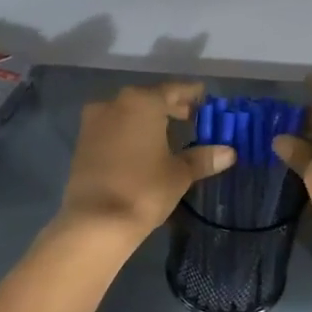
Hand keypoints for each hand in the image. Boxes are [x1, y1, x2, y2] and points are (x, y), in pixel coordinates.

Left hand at [57, 81, 233, 244]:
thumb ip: (203, 158)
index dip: (191, 94)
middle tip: (191, 117)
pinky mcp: (83, 143)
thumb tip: (229, 152)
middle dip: (170, 107)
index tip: (205, 98)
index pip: (173, 90)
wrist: (95, 221)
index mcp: (142, 102)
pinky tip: (143, 148)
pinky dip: (130, 132)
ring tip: (169, 135)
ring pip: (128, 113)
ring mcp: (93, 123)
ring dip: (148, 120)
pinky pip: (113, 128)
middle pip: (149, 99)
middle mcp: (114, 104)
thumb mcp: (179, 174)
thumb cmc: (144, 190)